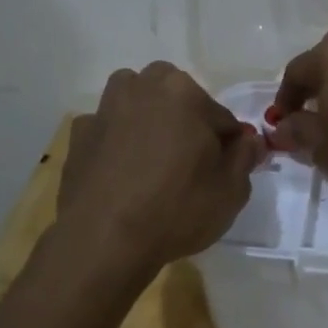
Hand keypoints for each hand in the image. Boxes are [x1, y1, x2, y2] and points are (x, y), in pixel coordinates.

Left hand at [59, 63, 262, 271]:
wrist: (104, 240)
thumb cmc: (177, 209)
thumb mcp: (231, 189)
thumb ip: (245, 156)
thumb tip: (248, 140)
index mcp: (183, 91)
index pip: (221, 116)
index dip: (228, 143)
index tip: (227, 168)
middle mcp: (141, 87)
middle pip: (175, 96)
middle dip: (186, 120)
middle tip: (191, 161)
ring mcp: (104, 109)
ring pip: (137, 103)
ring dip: (149, 120)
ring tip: (155, 160)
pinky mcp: (78, 136)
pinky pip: (109, 130)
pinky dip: (118, 142)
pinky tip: (122, 173)